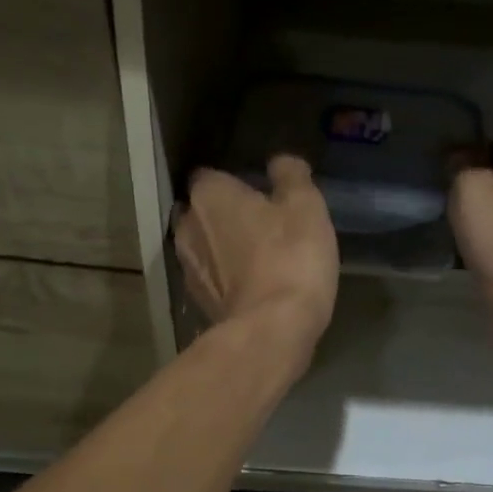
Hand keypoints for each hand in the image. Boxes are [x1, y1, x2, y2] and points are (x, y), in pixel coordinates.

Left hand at [175, 155, 338, 360]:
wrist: (272, 329)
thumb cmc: (291, 256)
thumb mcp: (305, 206)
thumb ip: (291, 176)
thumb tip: (279, 162)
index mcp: (210, 194)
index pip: (210, 175)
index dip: (233, 181)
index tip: (258, 191)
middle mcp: (187, 226)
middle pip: (203, 212)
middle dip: (224, 215)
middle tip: (260, 223)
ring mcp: (188, 268)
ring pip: (204, 247)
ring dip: (224, 249)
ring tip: (258, 256)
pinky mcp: (198, 302)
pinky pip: (212, 279)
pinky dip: (227, 278)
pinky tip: (253, 285)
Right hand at [448, 144, 492, 366]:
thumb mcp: (475, 187)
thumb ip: (464, 165)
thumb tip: (458, 153)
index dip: (475, 151)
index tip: (445, 159)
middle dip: (479, 188)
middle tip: (442, 192)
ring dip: (481, 222)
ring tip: (448, 224)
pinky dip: (483, 250)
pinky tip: (464, 255)